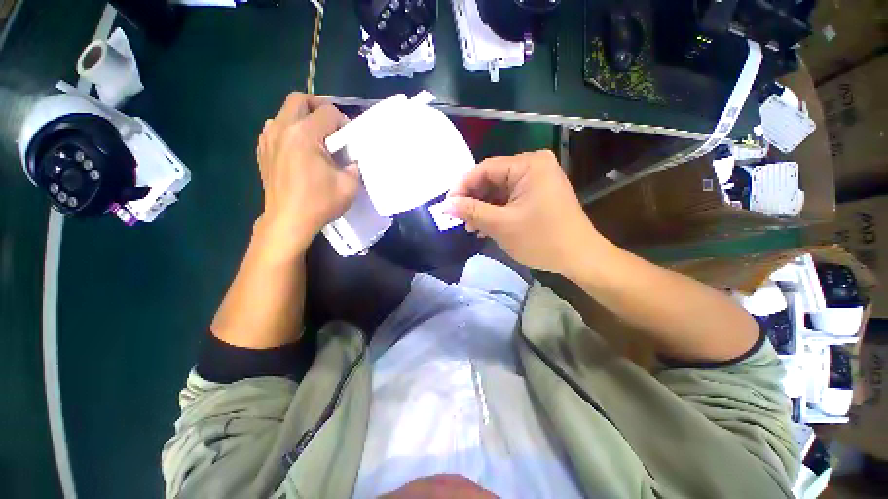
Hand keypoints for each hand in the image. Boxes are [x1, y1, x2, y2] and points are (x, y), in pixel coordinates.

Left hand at [255, 93, 358, 254]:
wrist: (289, 221)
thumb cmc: (319, 203)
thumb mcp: (349, 186)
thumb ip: (354, 166)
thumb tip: (351, 160)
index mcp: (304, 135)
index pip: (328, 112)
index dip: (343, 122)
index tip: (349, 139)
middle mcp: (282, 129)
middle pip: (299, 99)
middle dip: (319, 107)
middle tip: (331, 126)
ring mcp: (268, 139)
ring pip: (284, 112)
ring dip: (302, 118)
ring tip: (315, 138)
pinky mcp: (262, 151)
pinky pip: (275, 128)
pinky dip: (289, 131)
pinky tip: (299, 149)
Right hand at [445, 150, 602, 274]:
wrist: (579, 257)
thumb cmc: (541, 239)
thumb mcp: (501, 225)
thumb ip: (471, 211)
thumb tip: (446, 205)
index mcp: (528, 165)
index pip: (485, 169)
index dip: (463, 186)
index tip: (448, 205)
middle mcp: (534, 165)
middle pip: (492, 179)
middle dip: (474, 200)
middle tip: (460, 219)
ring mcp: (538, 179)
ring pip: (500, 190)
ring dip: (484, 208)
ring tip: (472, 227)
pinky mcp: (539, 193)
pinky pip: (510, 198)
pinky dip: (497, 211)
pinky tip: (487, 226)